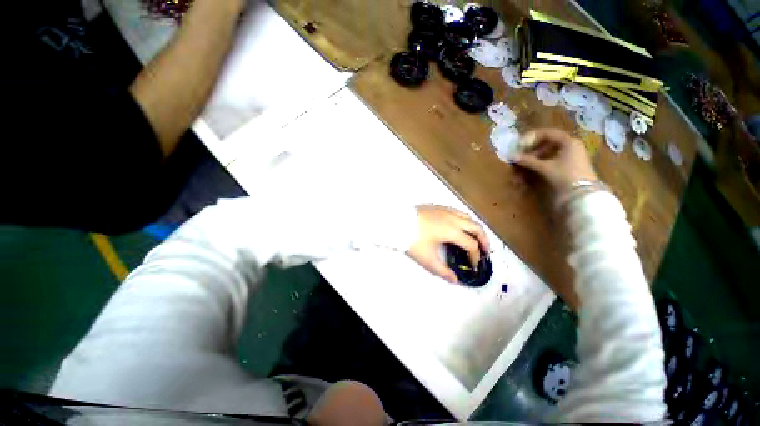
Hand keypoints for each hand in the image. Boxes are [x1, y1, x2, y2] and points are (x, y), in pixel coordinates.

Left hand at [407, 205, 489, 283]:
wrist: (397, 221)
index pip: (471, 244)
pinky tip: (460, 226)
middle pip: (476, 227)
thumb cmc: (412, 239)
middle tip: (485, 251)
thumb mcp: (426, 258)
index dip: (475, 257)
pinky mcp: (439, 207)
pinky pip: (458, 212)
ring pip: (468, 217)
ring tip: (476, 238)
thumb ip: (442, 271)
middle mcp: (453, 218)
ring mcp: (446, 210)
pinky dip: (465, 220)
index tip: (474, 266)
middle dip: (484, 240)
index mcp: (452, 231)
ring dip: (476, 228)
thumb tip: (455, 281)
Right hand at [513, 129, 597, 193]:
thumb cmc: (565, 176)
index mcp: (568, 141)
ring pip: (550, 151)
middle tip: (521, 155)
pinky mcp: (570, 164)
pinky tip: (534, 169)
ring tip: (525, 165)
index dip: (531, 138)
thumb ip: (528, 161)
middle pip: (548, 142)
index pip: (547, 133)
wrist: (583, 193)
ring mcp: (572, 155)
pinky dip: (542, 162)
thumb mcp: (545, 167)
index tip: (519, 145)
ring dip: (535, 157)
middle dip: (532, 149)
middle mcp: (571, 145)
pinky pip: (554, 158)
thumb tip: (512, 157)